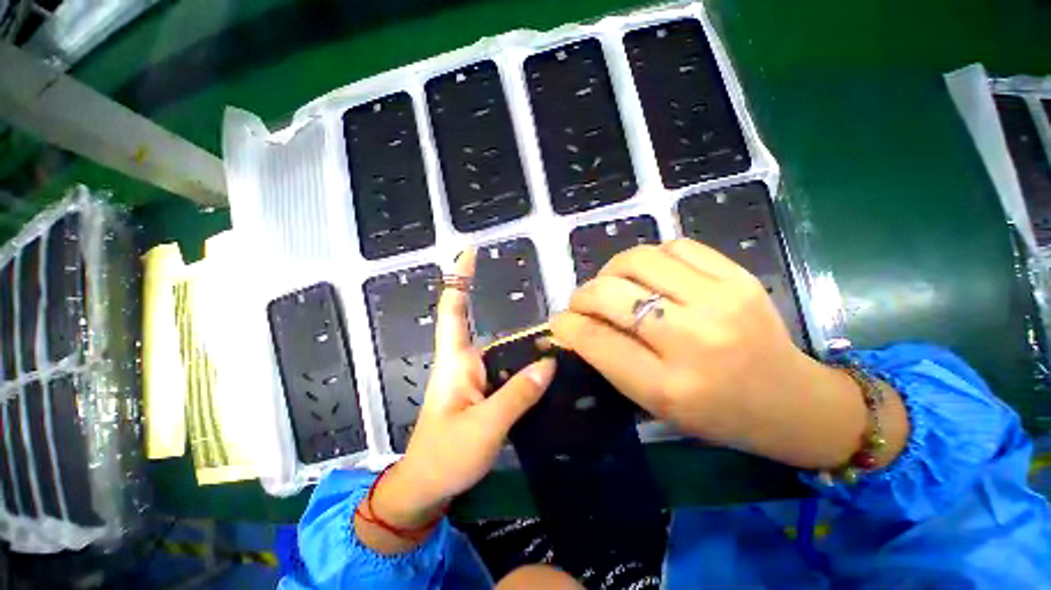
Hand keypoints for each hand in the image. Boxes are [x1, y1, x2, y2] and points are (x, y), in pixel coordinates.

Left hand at [357, 249, 555, 553]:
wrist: (427, 489)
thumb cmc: (445, 456)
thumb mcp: (484, 426)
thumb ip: (517, 395)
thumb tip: (548, 363)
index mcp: (455, 361)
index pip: (453, 309)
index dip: (460, 279)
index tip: (469, 252)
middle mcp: (465, 362)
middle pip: (489, 328)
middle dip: (514, 317)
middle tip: (553, 318)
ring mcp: (476, 379)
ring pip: (503, 351)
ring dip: (526, 344)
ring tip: (559, 341)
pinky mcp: (485, 394)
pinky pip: (509, 372)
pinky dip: (526, 366)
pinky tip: (549, 370)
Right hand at [551, 239, 905, 469]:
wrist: (791, 400)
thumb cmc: (716, 413)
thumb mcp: (653, 401)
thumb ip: (608, 359)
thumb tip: (570, 326)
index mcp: (668, 386)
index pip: (595, 340)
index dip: (567, 325)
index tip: (558, 321)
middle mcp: (693, 339)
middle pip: (611, 294)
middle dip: (582, 295)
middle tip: (582, 302)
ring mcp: (720, 300)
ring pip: (639, 259)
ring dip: (613, 270)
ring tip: (615, 284)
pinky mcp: (738, 277)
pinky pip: (676, 247)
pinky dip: (651, 257)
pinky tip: (652, 274)